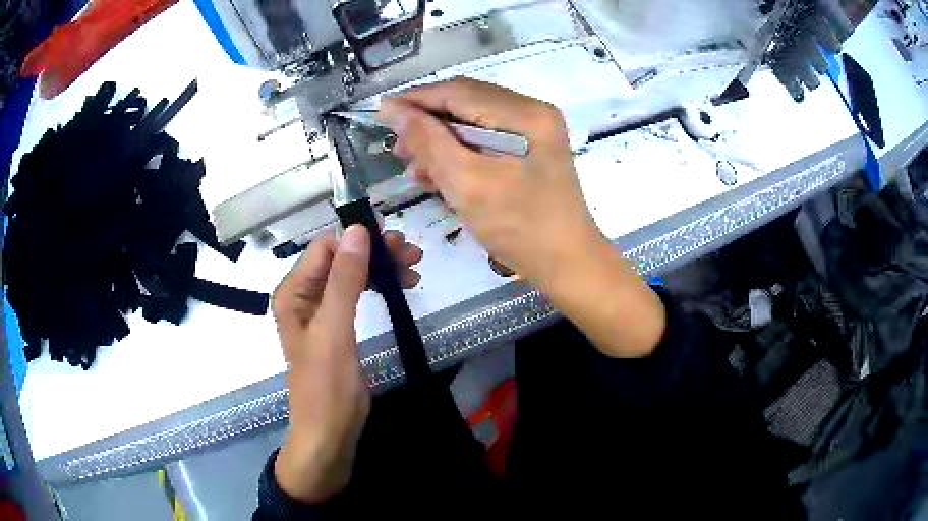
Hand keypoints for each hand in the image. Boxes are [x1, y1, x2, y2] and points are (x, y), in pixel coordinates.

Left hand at [272, 226, 422, 502]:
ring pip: (351, 276)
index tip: (395, 239)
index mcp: (294, 292)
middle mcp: (304, 297)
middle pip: (340, 259)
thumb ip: (344, 280)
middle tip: (412, 254)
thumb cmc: (327, 386)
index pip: (325, 248)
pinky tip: (399, 287)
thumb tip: (356, 230)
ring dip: (380, 268)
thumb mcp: (334, 331)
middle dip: (374, 253)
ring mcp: (320, 313)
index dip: (357, 239)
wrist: (329, 434)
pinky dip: (377, 288)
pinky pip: (356, 296)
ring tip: (413, 269)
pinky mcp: (337, 328)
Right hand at [378, 78, 664, 357]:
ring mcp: (535, 130)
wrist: (567, 264)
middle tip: (398, 149)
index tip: (381, 112)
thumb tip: (393, 109)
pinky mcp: (532, 148)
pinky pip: (486, 138)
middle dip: (427, 123)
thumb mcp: (466, 183)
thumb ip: (427, 141)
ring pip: (474, 121)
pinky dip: (460, 152)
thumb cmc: (519, 228)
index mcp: (526, 114)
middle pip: (467, 103)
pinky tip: (439, 173)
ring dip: (441, 140)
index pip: (459, 92)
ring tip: (415, 167)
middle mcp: (533, 112)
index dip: (416, 99)